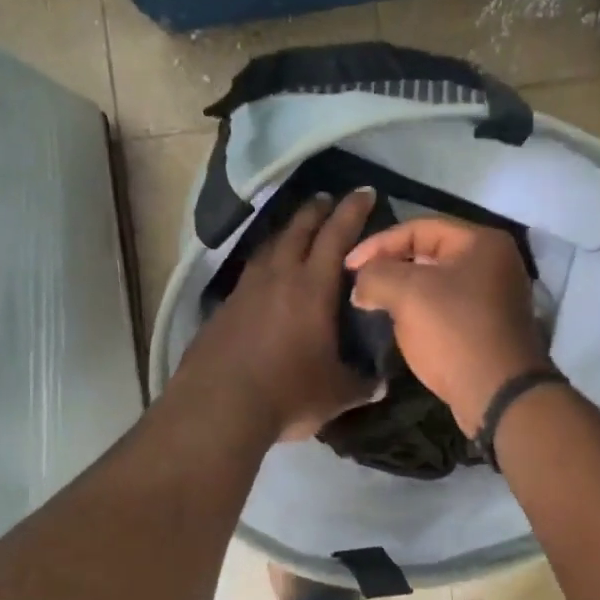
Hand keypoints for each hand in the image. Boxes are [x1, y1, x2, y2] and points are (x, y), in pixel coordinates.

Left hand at [174, 189, 378, 441]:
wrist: (217, 407)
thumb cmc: (287, 393)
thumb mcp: (336, 394)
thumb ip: (362, 384)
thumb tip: (381, 383)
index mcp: (312, 288)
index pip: (336, 236)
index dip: (351, 211)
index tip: (363, 192)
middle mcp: (278, 277)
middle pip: (298, 230)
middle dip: (316, 211)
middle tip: (328, 199)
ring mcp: (246, 290)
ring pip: (270, 247)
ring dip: (287, 232)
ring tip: (296, 230)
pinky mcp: (224, 307)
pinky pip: (251, 272)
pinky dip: (265, 262)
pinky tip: (266, 276)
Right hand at [346, 218, 548, 435]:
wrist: (499, 395)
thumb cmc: (454, 332)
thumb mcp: (407, 293)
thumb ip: (375, 275)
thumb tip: (361, 284)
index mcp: (482, 242)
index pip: (419, 227)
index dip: (378, 243)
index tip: (348, 267)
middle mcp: (494, 261)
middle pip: (428, 252)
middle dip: (390, 266)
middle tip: (359, 284)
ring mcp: (495, 295)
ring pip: (436, 281)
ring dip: (402, 290)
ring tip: (372, 303)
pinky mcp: (489, 325)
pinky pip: (446, 306)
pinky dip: (420, 309)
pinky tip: (398, 323)